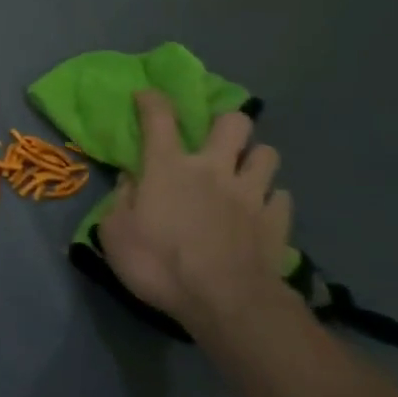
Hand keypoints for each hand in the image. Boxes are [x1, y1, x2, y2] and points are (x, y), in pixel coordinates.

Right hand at [97, 91, 293, 331]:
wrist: (225, 302)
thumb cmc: (159, 264)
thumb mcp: (114, 234)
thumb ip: (121, 200)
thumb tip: (130, 179)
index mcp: (168, 167)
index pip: (159, 117)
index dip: (152, 100)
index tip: (146, 94)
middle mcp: (213, 169)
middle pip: (234, 123)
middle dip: (226, 123)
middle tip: (216, 140)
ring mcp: (251, 194)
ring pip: (267, 155)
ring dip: (255, 159)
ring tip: (244, 174)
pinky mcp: (278, 222)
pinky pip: (282, 198)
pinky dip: (272, 200)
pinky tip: (262, 212)